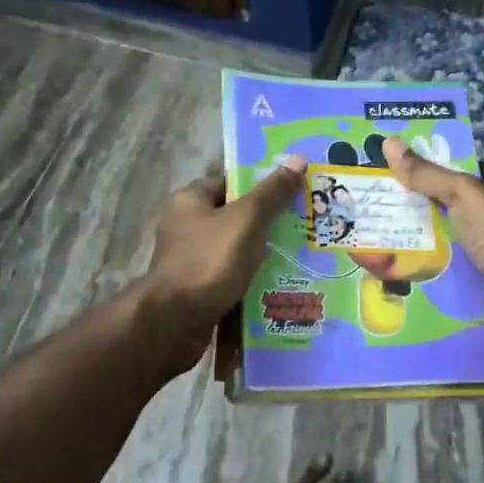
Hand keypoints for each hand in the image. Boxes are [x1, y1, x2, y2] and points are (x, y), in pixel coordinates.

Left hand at [141, 155, 305, 373]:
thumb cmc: (209, 261)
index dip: (263, 181)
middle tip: (309, 220)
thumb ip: (271, 192)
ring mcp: (193, 260)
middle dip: (270, 220)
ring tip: (305, 253)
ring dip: (265, 253)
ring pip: (238, 249)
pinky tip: (284, 283)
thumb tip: (297, 159)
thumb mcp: (246, 220)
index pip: (231, 180)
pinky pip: (234, 277)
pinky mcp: (200, 290)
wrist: (174, 323)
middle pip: (237, 216)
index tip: (296, 186)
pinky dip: (254, 279)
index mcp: (191, 200)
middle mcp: (188, 227)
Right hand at [383, 138, 483, 342]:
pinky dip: (438, 258)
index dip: (439, 167)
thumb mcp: (464, 195)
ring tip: (391, 225)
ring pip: (457, 231)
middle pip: (461, 201)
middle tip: (390, 198)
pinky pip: (458, 259)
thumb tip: (388, 143)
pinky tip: (409, 256)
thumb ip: (427, 174)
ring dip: (430, 232)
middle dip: (428, 201)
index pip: (471, 169)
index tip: (403, 169)